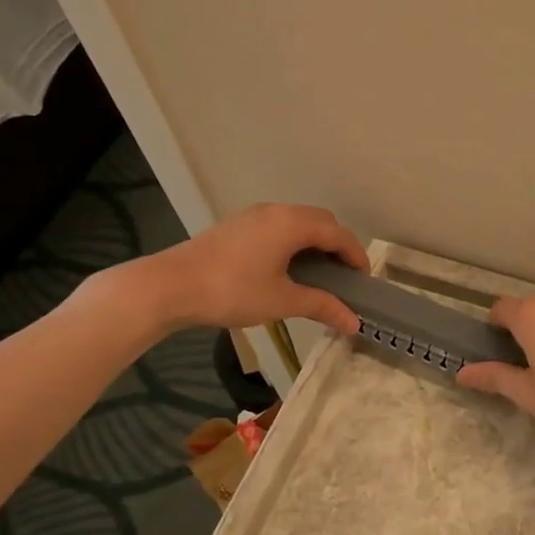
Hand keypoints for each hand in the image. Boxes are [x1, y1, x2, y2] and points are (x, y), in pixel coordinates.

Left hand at [102, 203, 368, 335]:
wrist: (169, 286)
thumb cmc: (232, 291)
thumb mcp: (283, 301)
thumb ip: (322, 306)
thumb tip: (354, 323)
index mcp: (291, 224)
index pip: (338, 234)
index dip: (356, 256)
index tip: (365, 281)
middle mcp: (275, 211)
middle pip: (321, 221)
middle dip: (338, 245)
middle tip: (344, 277)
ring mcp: (253, 216)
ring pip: (297, 222)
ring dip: (315, 243)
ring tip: (319, 275)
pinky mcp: (236, 226)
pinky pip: (278, 227)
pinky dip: (294, 242)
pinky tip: (288, 269)